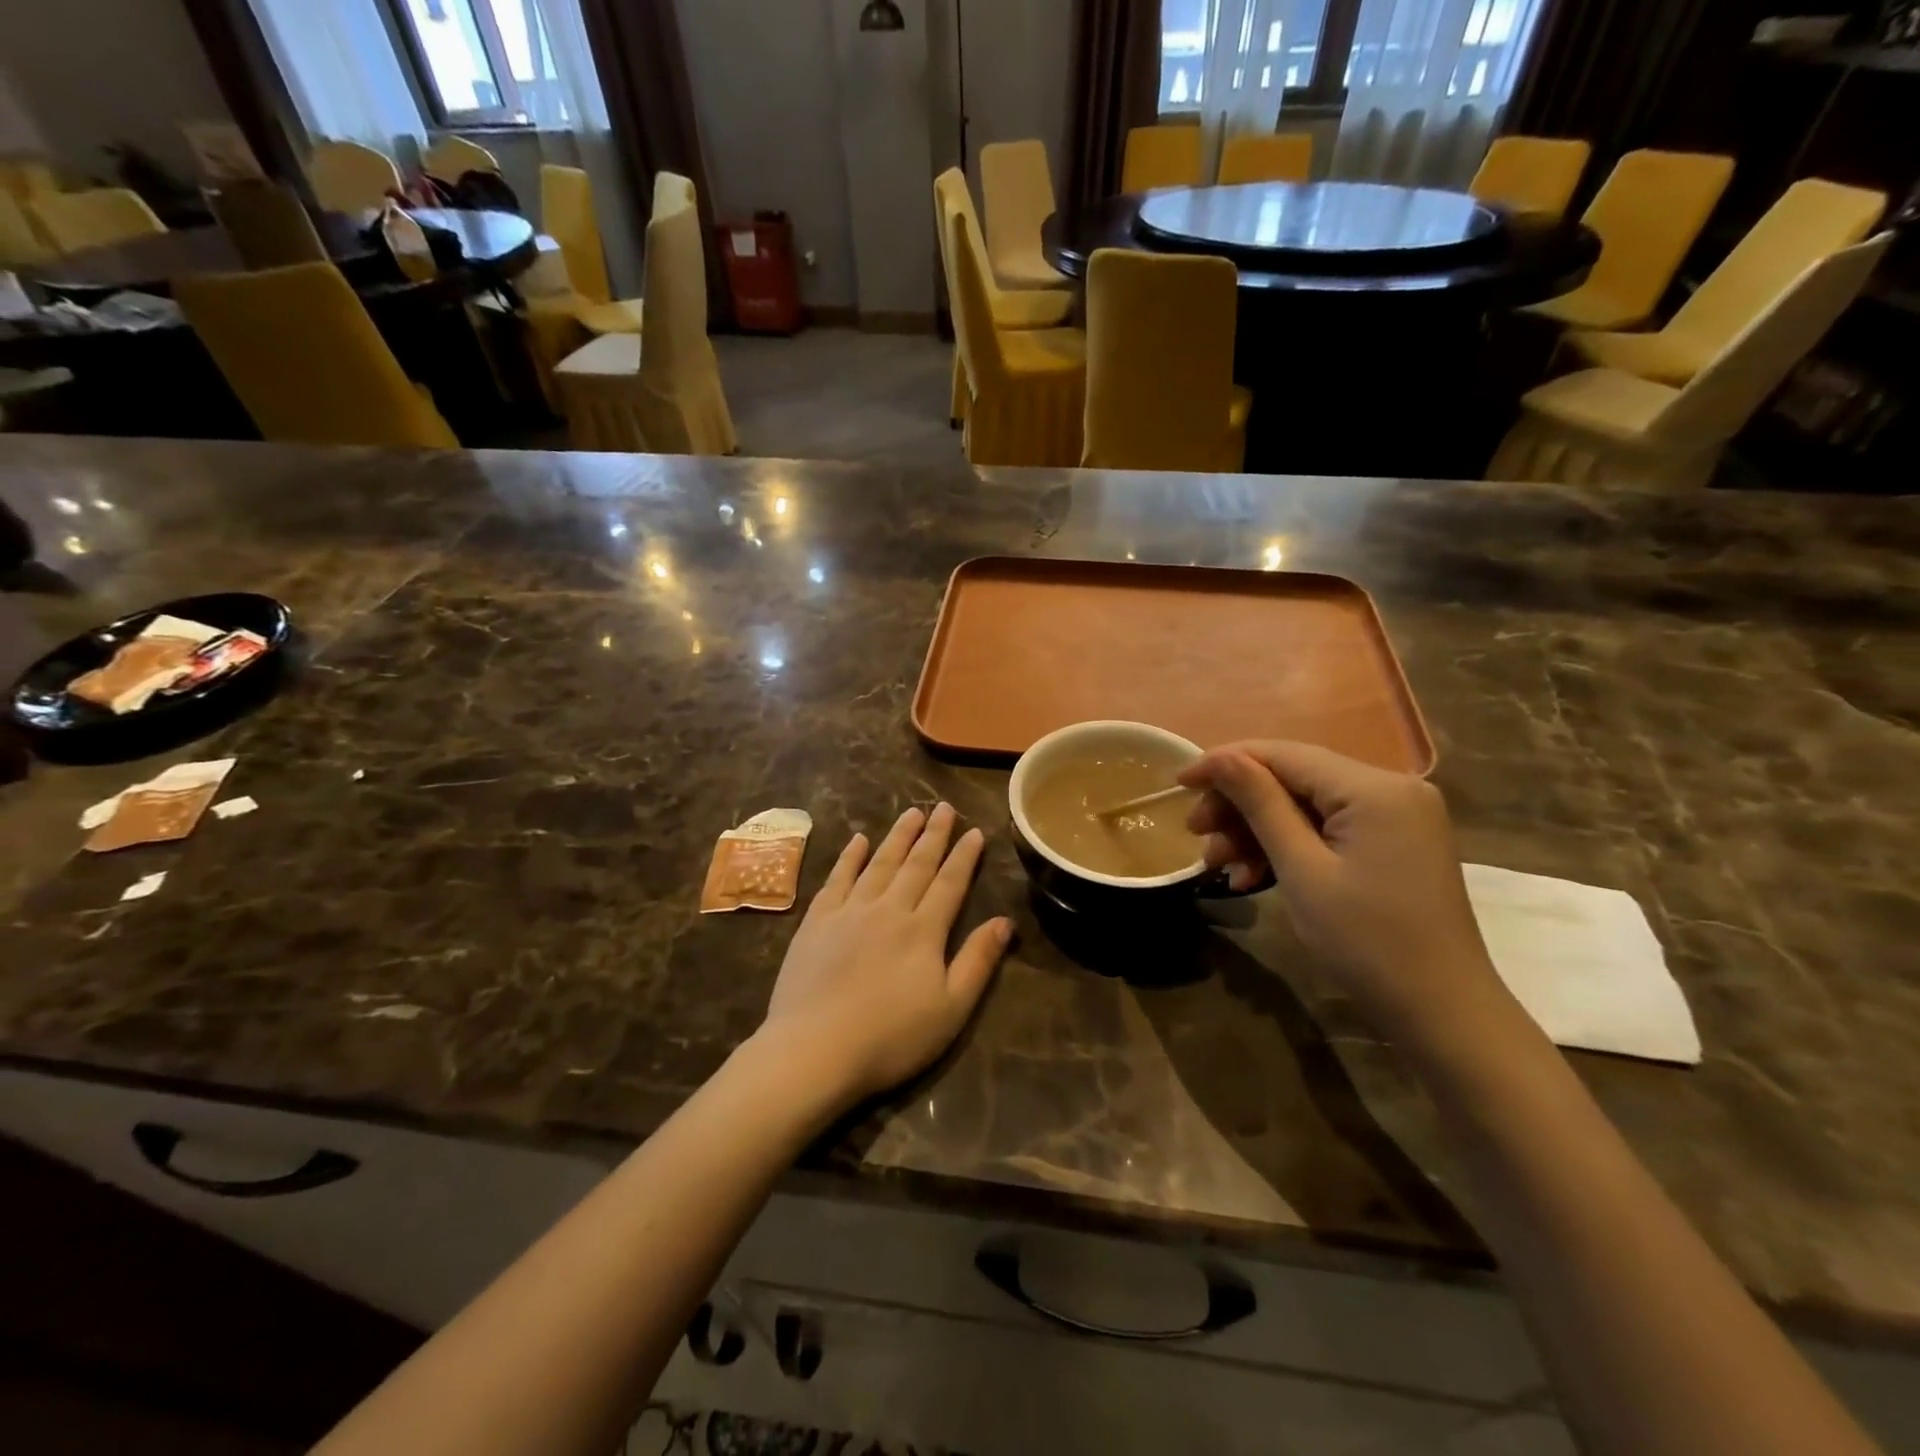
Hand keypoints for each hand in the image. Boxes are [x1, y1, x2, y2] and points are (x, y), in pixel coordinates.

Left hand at [759, 804, 1011, 1107]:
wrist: (814, 1050)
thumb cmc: (890, 1037)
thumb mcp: (950, 1009)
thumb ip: (978, 961)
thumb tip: (1005, 922)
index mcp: (923, 930)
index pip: (949, 883)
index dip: (964, 856)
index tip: (974, 831)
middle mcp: (888, 909)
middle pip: (916, 864)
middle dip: (933, 834)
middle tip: (944, 807)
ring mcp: (849, 911)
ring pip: (879, 863)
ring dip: (897, 836)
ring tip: (911, 813)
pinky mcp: (816, 922)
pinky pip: (837, 878)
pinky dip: (850, 857)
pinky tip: (858, 840)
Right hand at [1179, 742, 1511, 1051]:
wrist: (1442, 1013)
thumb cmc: (1367, 942)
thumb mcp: (1301, 869)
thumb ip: (1259, 804)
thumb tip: (1219, 757)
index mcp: (1374, 788)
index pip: (1284, 755)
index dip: (1225, 764)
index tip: (1178, 783)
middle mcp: (1391, 787)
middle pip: (1294, 778)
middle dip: (1240, 805)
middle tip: (1196, 835)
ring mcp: (1397, 815)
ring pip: (1306, 805)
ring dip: (1258, 831)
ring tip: (1219, 866)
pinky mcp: (1394, 842)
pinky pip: (1328, 829)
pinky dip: (1289, 847)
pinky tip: (1254, 876)